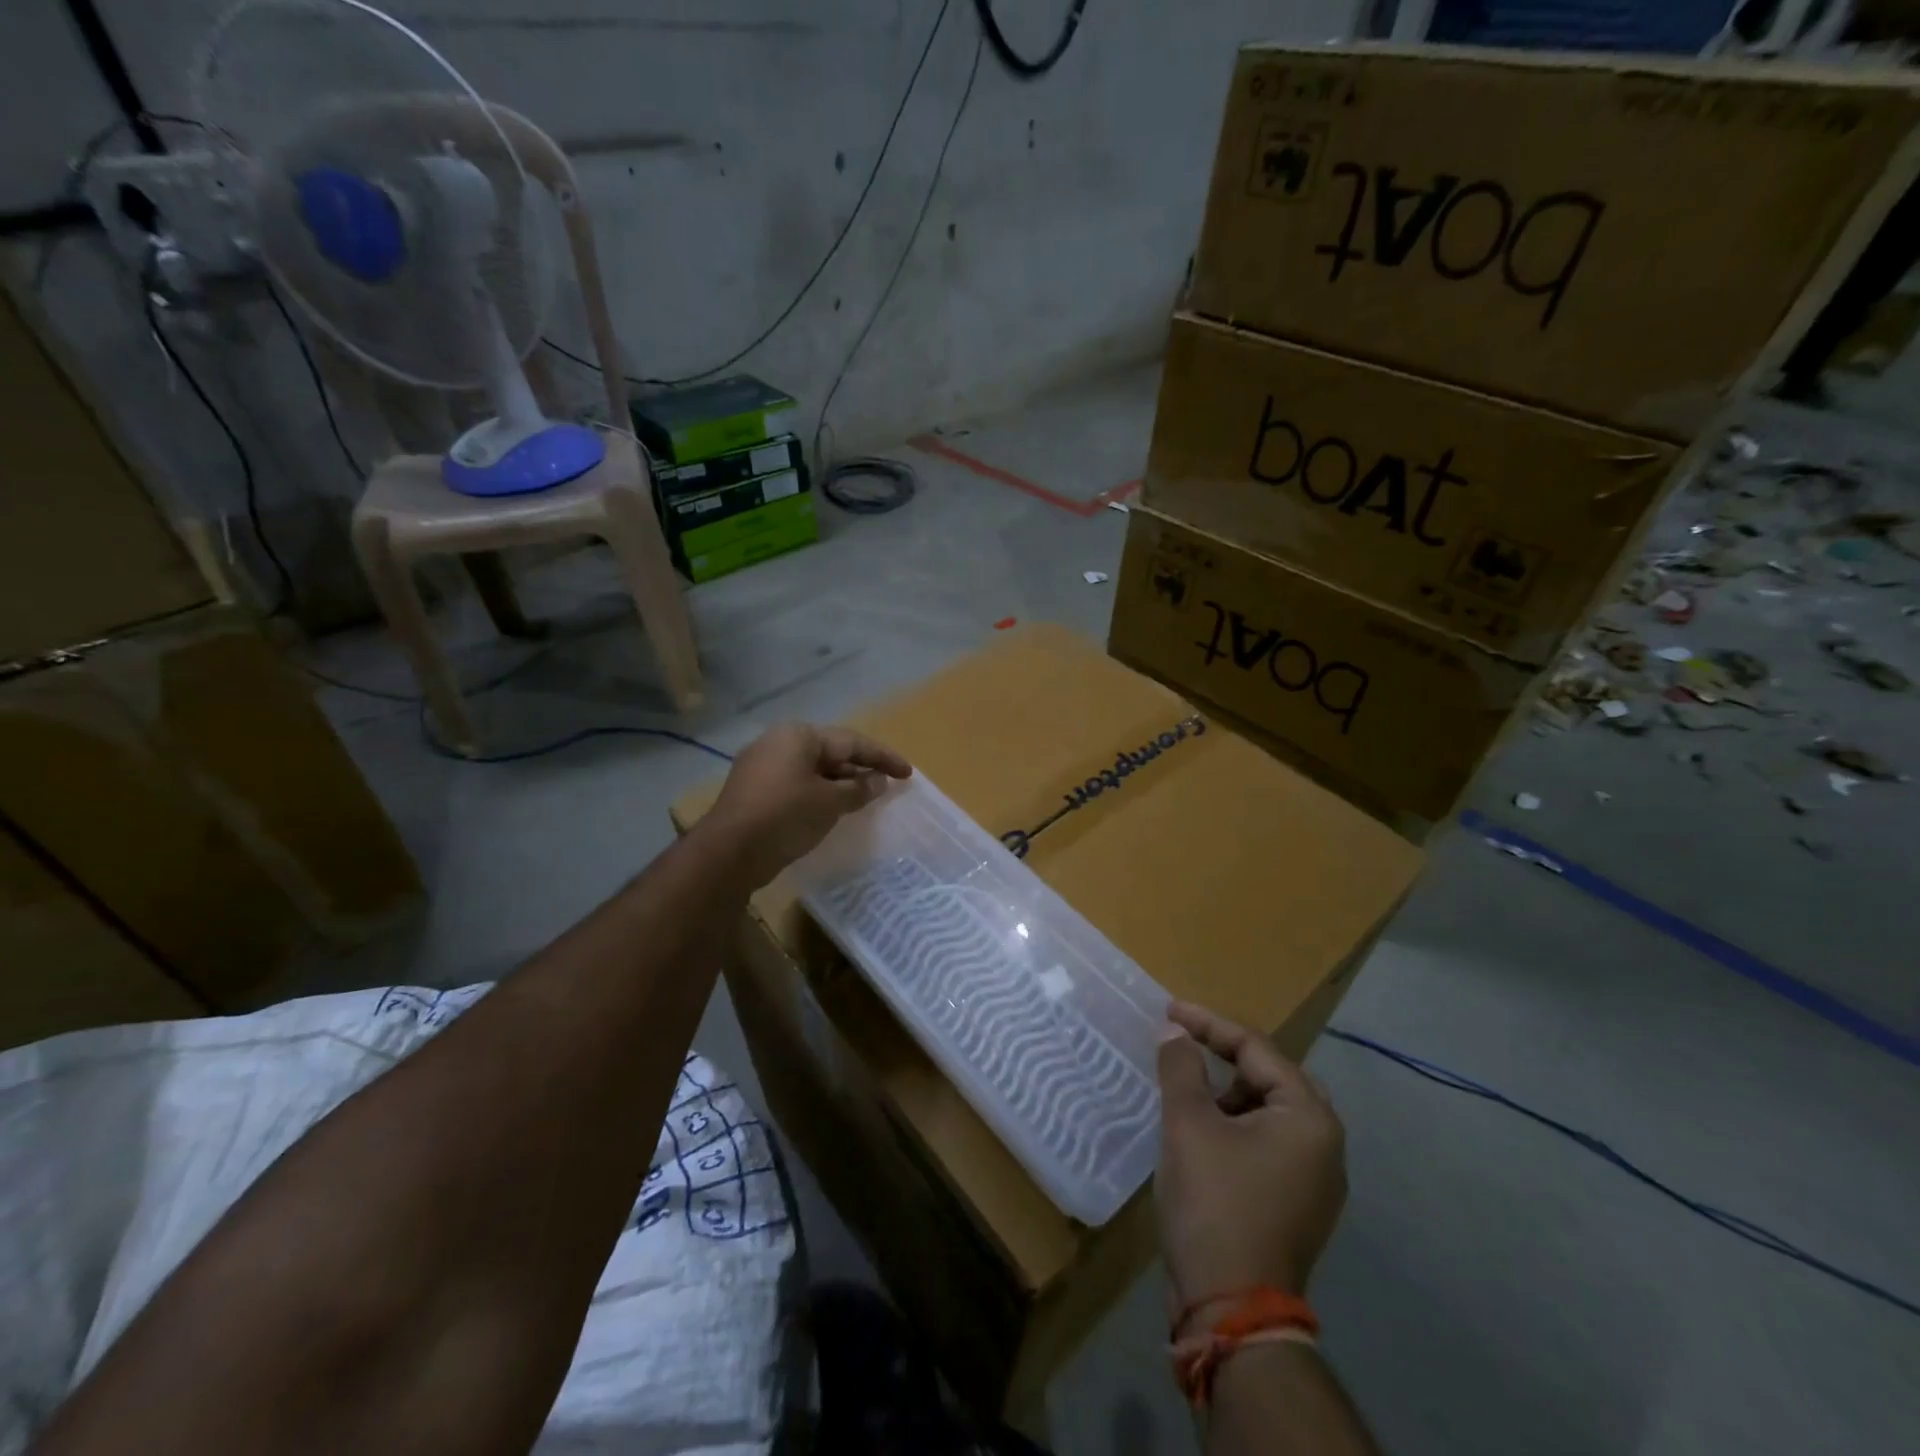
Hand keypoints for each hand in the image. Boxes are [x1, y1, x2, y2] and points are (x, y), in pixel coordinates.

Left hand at [702, 724, 911, 887]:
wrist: (728, 853)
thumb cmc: (785, 816)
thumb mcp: (829, 802)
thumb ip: (858, 789)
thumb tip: (878, 781)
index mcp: (798, 736)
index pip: (851, 742)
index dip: (883, 757)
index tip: (908, 773)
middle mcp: (778, 743)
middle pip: (830, 752)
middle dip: (860, 768)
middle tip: (887, 784)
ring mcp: (762, 766)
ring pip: (813, 769)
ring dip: (840, 782)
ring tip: (866, 797)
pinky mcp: (754, 791)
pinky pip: (797, 784)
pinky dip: (820, 793)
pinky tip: (833, 809)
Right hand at [1156, 1000, 1346, 1330]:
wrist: (1233, 1311)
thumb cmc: (1214, 1203)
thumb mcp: (1189, 1124)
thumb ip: (1181, 1067)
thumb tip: (1174, 1032)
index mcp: (1309, 1117)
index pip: (1257, 1049)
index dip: (1208, 1024)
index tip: (1168, 1010)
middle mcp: (1325, 1144)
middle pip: (1272, 1076)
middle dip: (1226, 1057)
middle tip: (1186, 1044)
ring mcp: (1316, 1180)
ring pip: (1270, 1111)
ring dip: (1230, 1093)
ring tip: (1189, 1093)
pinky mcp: (1299, 1205)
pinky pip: (1269, 1142)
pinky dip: (1237, 1125)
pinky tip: (1204, 1133)